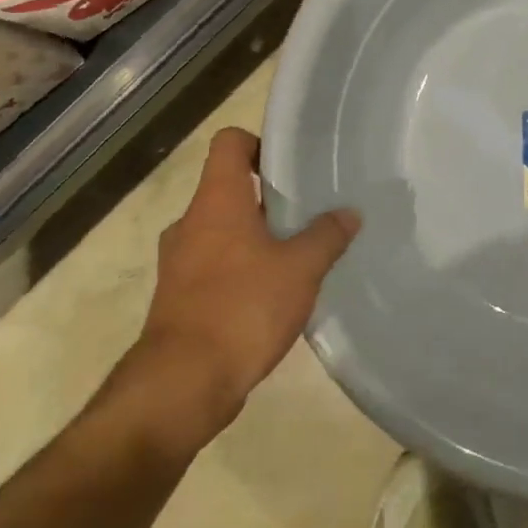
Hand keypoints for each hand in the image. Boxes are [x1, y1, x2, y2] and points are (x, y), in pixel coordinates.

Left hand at [116, 128, 359, 454]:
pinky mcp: (178, 297)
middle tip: (308, 210)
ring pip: (221, 230)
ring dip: (255, 236)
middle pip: (228, 188)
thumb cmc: (243, 307)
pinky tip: (273, 292)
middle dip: (267, 197)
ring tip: (297, 253)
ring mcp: (179, 262)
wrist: (182, 384)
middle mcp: (191, 223)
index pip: (228, 143)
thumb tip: (349, 213)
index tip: (290, 165)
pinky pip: (213, 265)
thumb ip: (327, 235)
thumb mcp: (301, 268)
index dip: (258, 143)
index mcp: (216, 201)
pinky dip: (241, 268)